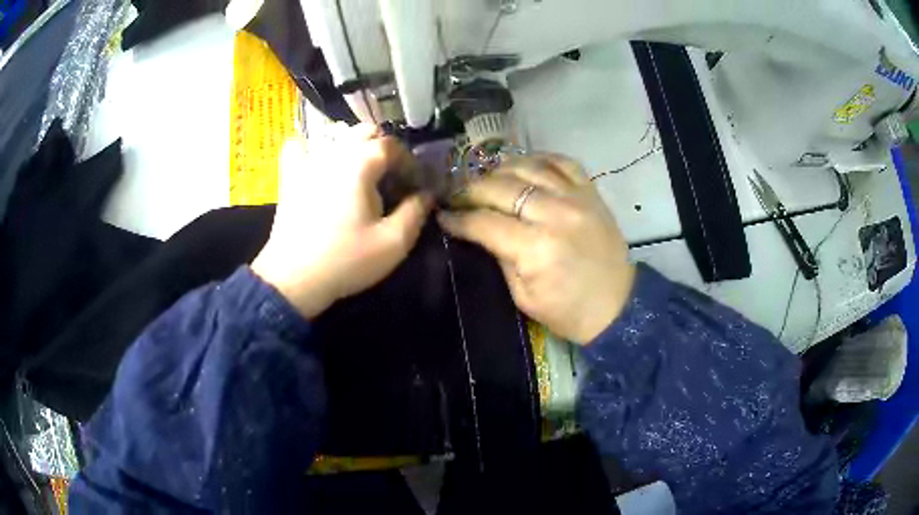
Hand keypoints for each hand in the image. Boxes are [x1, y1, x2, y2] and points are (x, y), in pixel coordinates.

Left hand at [252, 124, 431, 318]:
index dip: (409, 162)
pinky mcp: (289, 176)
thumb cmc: (346, 261)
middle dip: (384, 151)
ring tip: (360, 174)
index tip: (415, 185)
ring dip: (354, 147)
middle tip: (390, 179)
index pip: (392, 145)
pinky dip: (313, 148)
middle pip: (365, 132)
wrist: (294, 280)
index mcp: (360, 163)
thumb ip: (416, 212)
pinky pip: (299, 147)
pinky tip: (319, 164)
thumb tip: (426, 194)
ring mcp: (307, 161)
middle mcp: (333, 152)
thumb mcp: (393, 243)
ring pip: (336, 135)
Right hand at [437, 154, 634, 343]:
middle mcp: (555, 214)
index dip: (458, 218)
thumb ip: (500, 257)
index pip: (484, 222)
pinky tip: (523, 167)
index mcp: (536, 249)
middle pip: (501, 187)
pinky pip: (562, 161)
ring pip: (527, 167)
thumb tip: (478, 229)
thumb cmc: (567, 311)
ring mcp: (577, 198)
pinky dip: (538, 159)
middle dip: (471, 189)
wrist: (617, 307)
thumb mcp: (523, 296)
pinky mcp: (591, 192)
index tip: (443, 216)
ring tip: (487, 181)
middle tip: (458, 196)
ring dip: (499, 170)